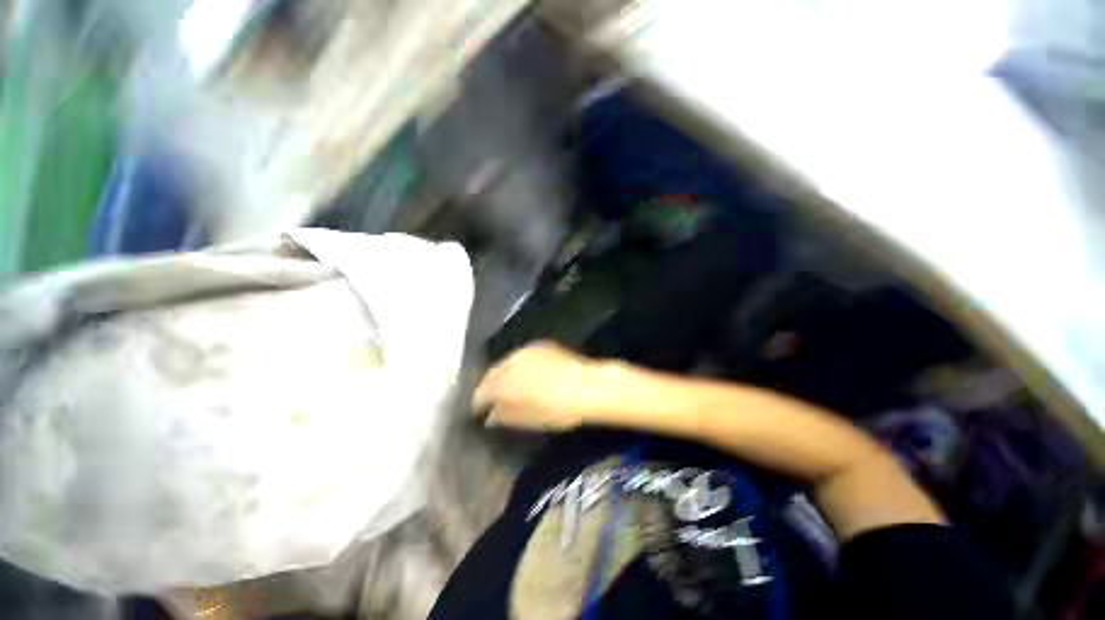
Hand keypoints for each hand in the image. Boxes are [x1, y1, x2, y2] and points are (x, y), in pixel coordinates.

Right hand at [472, 341, 598, 430]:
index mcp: (504, 381)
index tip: (478, 411)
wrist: (587, 387)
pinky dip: (519, 365)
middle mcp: (511, 361)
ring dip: (503, 373)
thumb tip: (490, 416)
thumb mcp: (527, 419)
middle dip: (489, 385)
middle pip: (493, 372)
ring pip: (507, 362)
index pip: (482, 391)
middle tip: (490, 398)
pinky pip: (522, 355)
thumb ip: (504, 416)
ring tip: (507, 385)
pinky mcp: (541, 345)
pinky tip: (525, 373)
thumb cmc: (556, 410)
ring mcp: (526, 350)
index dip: (478, 402)